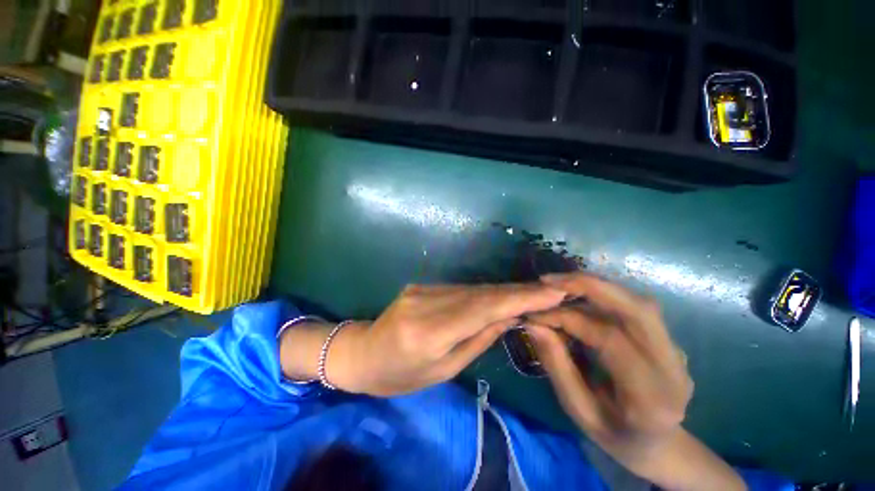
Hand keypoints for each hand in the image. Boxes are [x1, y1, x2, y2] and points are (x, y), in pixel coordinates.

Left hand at [332, 284, 564, 396]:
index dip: (520, 299)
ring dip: (503, 290)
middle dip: (517, 291)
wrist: (362, 353)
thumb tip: (509, 317)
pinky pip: (459, 289)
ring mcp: (422, 289)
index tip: (552, 293)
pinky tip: (500, 294)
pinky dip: (483, 292)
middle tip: (550, 289)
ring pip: (472, 288)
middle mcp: (425, 302)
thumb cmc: (399, 376)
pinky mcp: (421, 285)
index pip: (483, 309)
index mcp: (428, 332)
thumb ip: (477, 340)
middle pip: (480, 293)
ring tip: (533, 292)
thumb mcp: (442, 371)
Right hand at [525, 273, 693, 471]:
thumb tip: (533, 324)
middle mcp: (674, 367)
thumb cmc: (615, 436)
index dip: (568, 319)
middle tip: (549, 281)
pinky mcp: (667, 340)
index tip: (536, 314)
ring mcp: (675, 350)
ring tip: (559, 286)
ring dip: (595, 287)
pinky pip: (634, 307)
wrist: (660, 445)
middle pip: (637, 308)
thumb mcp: (578, 409)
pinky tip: (579, 297)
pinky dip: (603, 296)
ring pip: (636, 302)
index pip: (610, 339)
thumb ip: (556, 365)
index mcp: (652, 397)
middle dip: (589, 286)